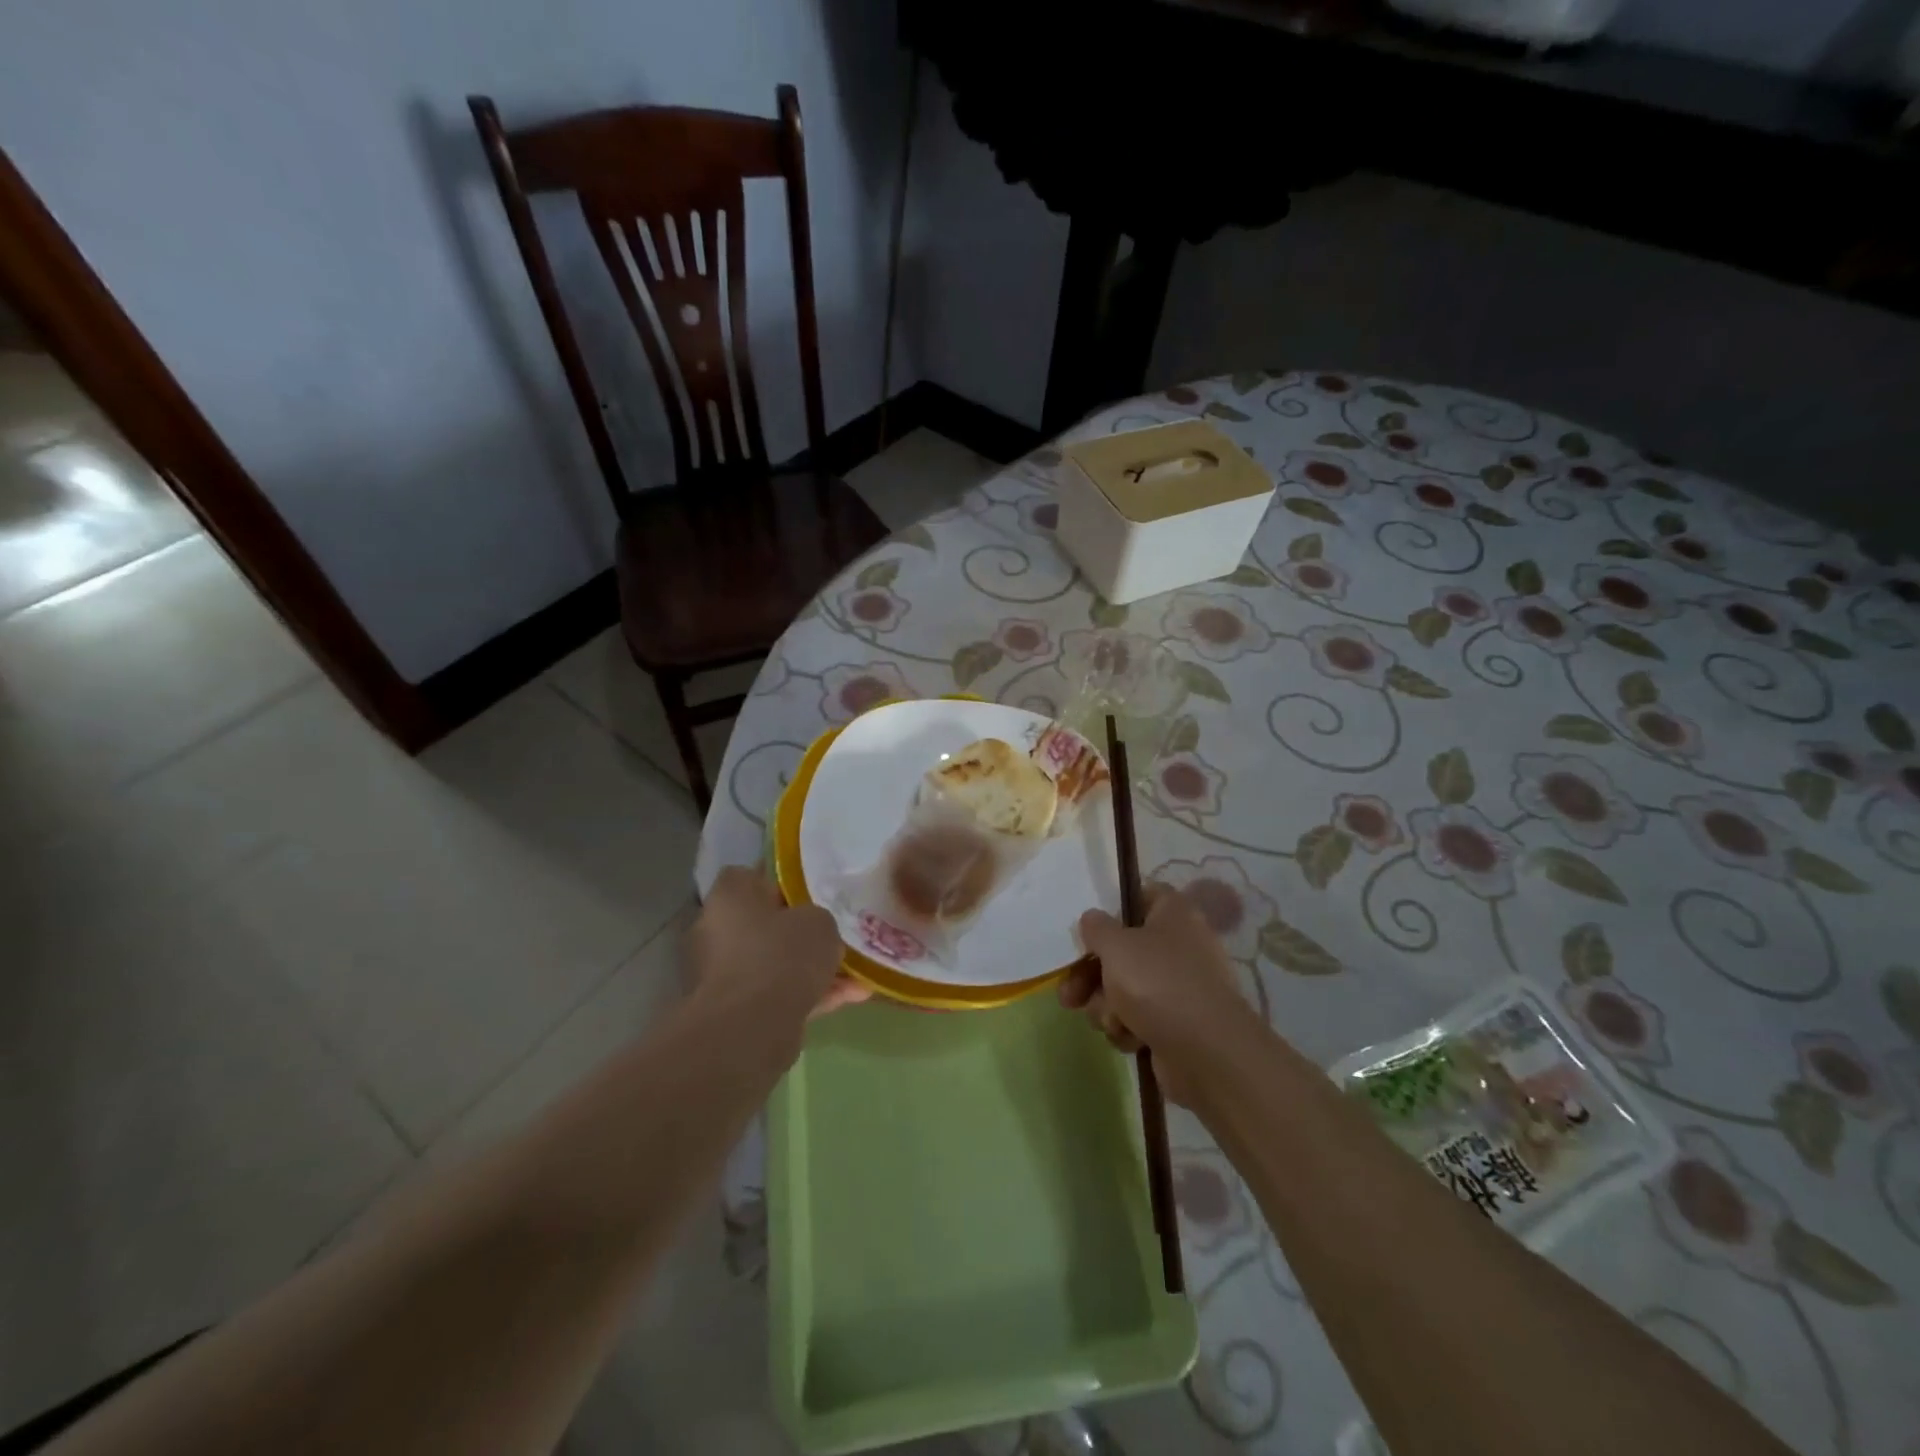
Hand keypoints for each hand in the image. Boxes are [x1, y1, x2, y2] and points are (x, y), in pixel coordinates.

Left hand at [688, 868, 866, 1026]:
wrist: (753, 1028)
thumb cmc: (782, 955)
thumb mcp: (820, 921)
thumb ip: (818, 918)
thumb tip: (814, 929)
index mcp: (729, 897)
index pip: (751, 877)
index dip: (782, 884)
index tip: (812, 895)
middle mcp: (716, 931)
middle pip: (765, 924)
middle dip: (800, 933)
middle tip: (835, 936)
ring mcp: (723, 974)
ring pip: (775, 963)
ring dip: (812, 968)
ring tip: (857, 975)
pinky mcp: (735, 1011)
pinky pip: (778, 994)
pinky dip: (809, 995)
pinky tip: (852, 997)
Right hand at [1061, 884, 1248, 1101]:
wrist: (1206, 1052)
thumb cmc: (1158, 983)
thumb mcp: (1116, 945)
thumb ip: (1096, 927)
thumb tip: (1092, 919)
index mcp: (1173, 913)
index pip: (1141, 896)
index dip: (1112, 910)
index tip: (1089, 930)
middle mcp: (1179, 945)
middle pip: (1123, 950)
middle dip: (1091, 975)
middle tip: (1069, 994)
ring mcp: (1179, 987)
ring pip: (1124, 988)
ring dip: (1106, 1005)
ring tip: (1109, 1020)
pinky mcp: (1176, 1023)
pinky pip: (1138, 1018)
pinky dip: (1128, 1027)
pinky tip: (1129, 1038)